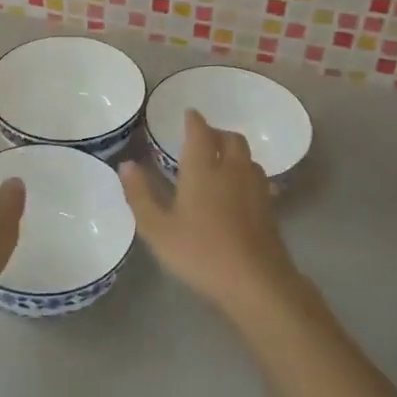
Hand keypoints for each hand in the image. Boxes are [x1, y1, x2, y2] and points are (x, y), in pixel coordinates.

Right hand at [120, 111, 310, 319]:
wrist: (256, 281)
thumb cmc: (200, 253)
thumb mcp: (158, 229)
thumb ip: (140, 195)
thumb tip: (127, 164)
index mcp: (203, 169)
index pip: (201, 132)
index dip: (194, 120)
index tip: (189, 114)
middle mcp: (232, 170)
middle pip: (231, 139)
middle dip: (217, 133)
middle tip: (203, 139)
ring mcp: (255, 188)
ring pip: (247, 157)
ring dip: (234, 152)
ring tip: (220, 161)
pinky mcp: (269, 207)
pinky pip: (258, 177)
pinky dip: (245, 173)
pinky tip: (239, 190)